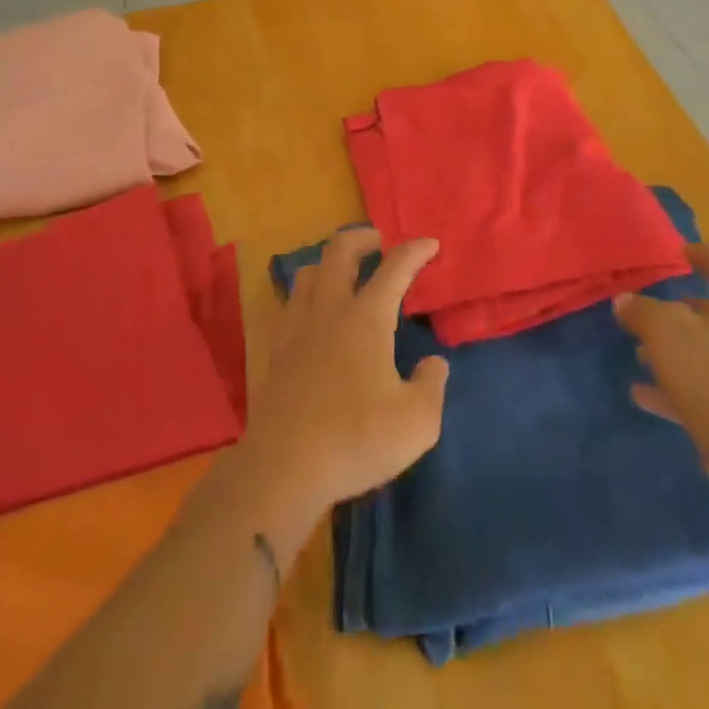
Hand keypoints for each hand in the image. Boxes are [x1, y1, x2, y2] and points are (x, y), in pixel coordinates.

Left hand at [242, 230, 449, 514]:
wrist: (283, 470)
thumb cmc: (356, 440)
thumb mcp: (417, 422)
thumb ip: (432, 385)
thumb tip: (433, 364)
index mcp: (366, 318)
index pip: (395, 268)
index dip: (415, 251)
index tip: (430, 244)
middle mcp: (329, 311)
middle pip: (339, 252)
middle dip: (362, 238)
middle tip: (378, 243)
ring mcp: (296, 329)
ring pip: (308, 273)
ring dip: (329, 264)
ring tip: (345, 277)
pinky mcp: (276, 353)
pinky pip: (291, 305)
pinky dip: (308, 297)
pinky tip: (315, 318)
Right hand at [614, 243, 708, 503]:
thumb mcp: (665, 331)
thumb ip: (642, 311)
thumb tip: (625, 301)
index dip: (703, 254)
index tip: (680, 252)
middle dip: (675, 311)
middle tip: (645, 312)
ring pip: (700, 352)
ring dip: (670, 350)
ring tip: (639, 353)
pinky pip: (695, 390)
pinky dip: (668, 387)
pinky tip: (640, 393)